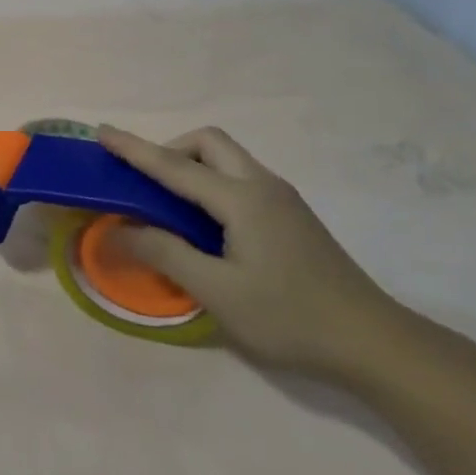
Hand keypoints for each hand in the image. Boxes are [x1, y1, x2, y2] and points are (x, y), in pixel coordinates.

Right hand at [97, 126, 405, 381]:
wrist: (373, 343)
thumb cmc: (290, 317)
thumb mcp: (218, 292)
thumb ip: (165, 254)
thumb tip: (118, 231)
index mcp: (242, 199)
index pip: (174, 166)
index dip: (134, 149)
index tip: (102, 131)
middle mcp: (263, 186)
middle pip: (208, 143)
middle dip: (169, 149)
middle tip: (144, 183)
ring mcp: (282, 199)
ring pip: (226, 159)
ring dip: (190, 166)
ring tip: (167, 205)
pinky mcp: (291, 216)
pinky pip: (238, 179)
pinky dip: (209, 184)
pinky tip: (203, 224)